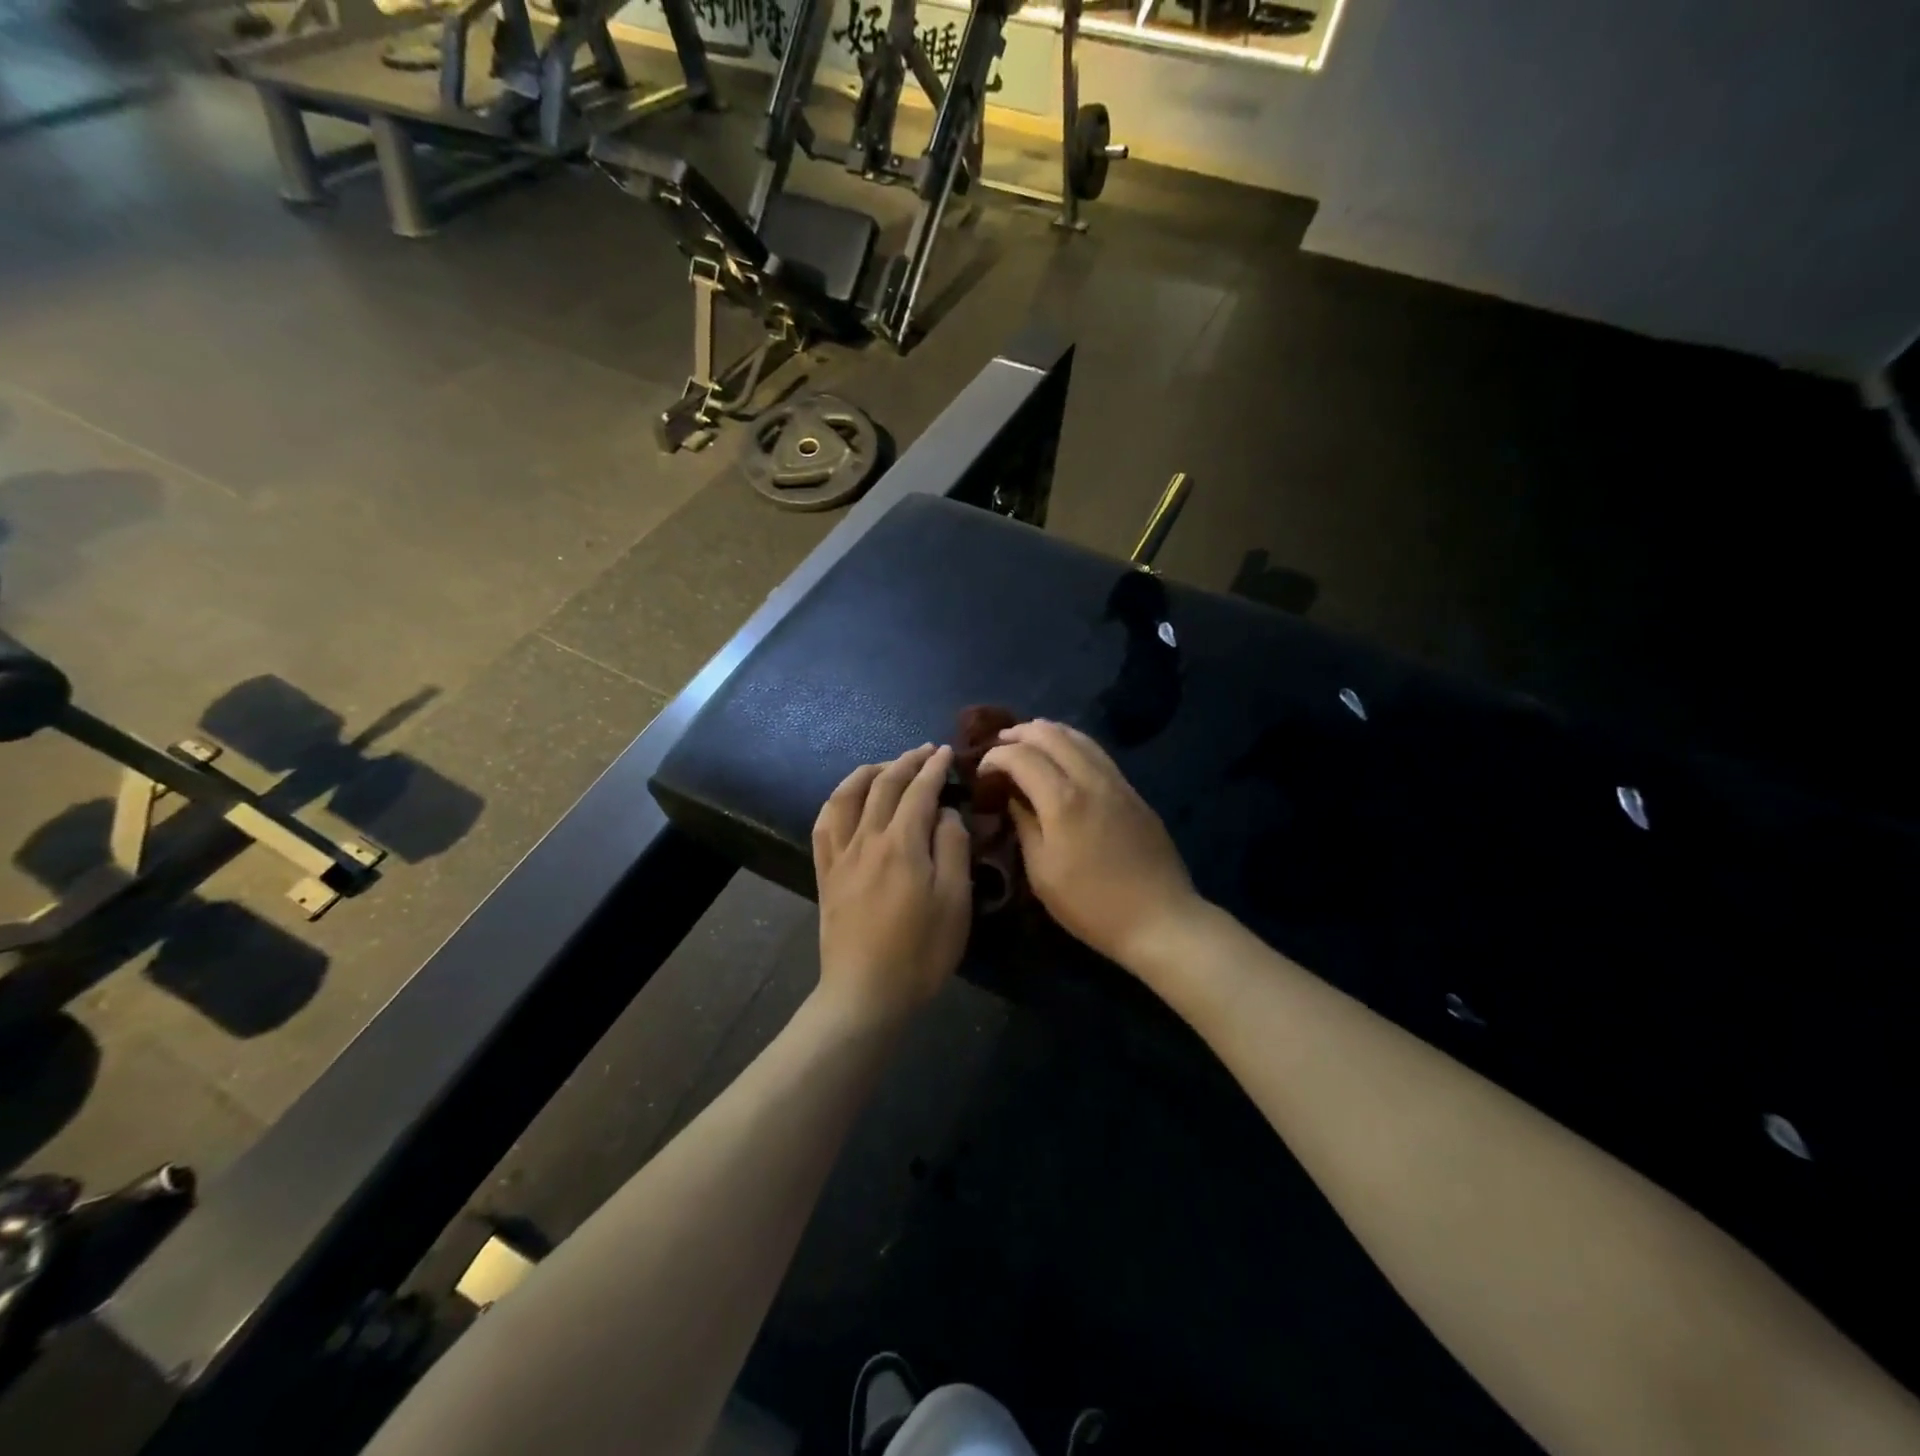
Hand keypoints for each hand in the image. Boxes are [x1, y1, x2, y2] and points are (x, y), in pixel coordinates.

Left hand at [812, 745, 972, 1027]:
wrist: (866, 993)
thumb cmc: (921, 952)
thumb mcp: (955, 902)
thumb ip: (952, 848)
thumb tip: (945, 812)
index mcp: (902, 844)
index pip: (919, 791)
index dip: (934, 767)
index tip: (946, 751)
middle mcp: (867, 839)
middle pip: (884, 785)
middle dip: (906, 762)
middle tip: (925, 751)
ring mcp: (841, 855)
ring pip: (848, 796)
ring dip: (869, 772)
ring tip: (886, 766)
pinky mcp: (826, 874)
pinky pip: (824, 825)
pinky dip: (837, 801)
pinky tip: (846, 799)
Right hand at [979, 720, 1198, 971]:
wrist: (1159, 918)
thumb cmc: (1091, 904)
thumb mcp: (1042, 873)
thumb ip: (1025, 826)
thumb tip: (1013, 797)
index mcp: (1062, 800)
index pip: (1021, 757)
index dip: (996, 757)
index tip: (982, 771)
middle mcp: (1090, 779)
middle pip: (1051, 735)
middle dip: (1020, 734)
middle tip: (1000, 743)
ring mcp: (1116, 782)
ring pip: (1079, 737)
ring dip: (1048, 733)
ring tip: (1029, 740)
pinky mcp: (1133, 792)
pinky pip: (1098, 753)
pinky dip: (1073, 744)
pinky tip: (1065, 757)